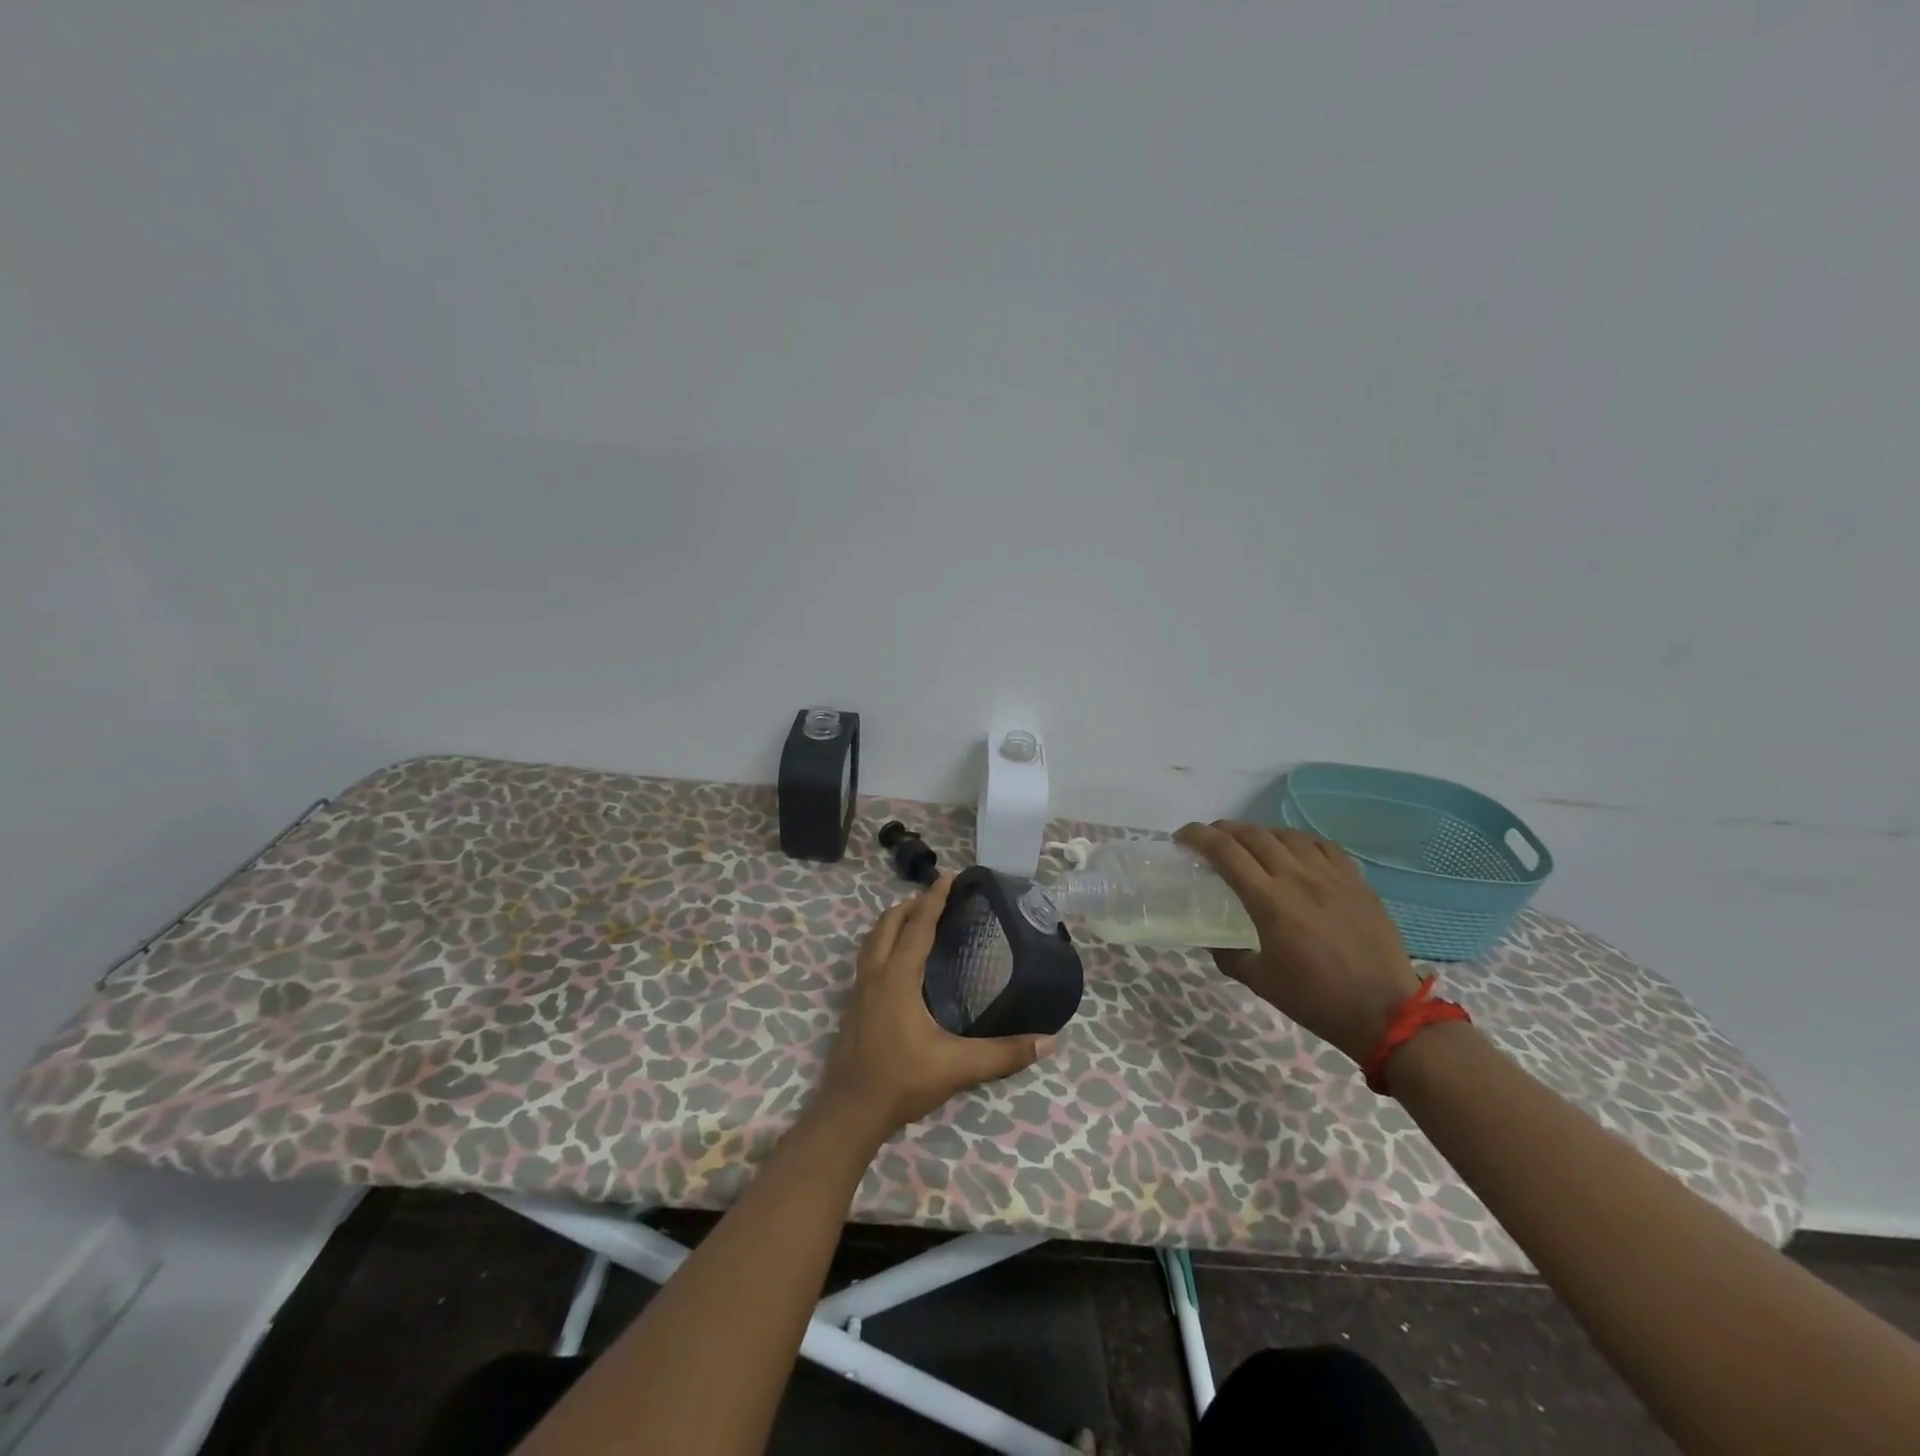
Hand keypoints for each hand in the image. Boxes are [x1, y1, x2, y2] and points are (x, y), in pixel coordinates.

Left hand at [813, 873, 1054, 1145]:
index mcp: (897, 978)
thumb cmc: (901, 1081)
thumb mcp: (957, 1067)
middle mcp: (875, 975)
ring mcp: (858, 990)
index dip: (933, 899)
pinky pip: (868, 958)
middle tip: (935, 896)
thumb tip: (1049, 1041)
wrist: (849, 1113)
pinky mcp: (852, 1006)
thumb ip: (1004, 1054)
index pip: (917, 927)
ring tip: (915, 918)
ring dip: (893, 922)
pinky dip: (883, 943)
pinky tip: (898, 962)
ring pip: (872, 940)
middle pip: (888, 924)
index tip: (948, 875)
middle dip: (910, 905)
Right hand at [1176, 821, 1422, 1064]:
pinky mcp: (1356, 881)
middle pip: (1253, 835)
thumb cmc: (1316, 1000)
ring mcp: (1330, 876)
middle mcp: (1297, 878)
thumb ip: (1228, 953)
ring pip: (1287, 835)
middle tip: (1210, 839)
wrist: (1385, 1013)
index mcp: (1269, 901)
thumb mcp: (1259, 981)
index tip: (1182, 837)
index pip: (1225, 852)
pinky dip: (1299, 840)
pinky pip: (1323, 845)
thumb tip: (1212, 938)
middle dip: (1224, 830)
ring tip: (1249, 843)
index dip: (1198, 837)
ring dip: (1260, 832)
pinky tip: (1294, 850)